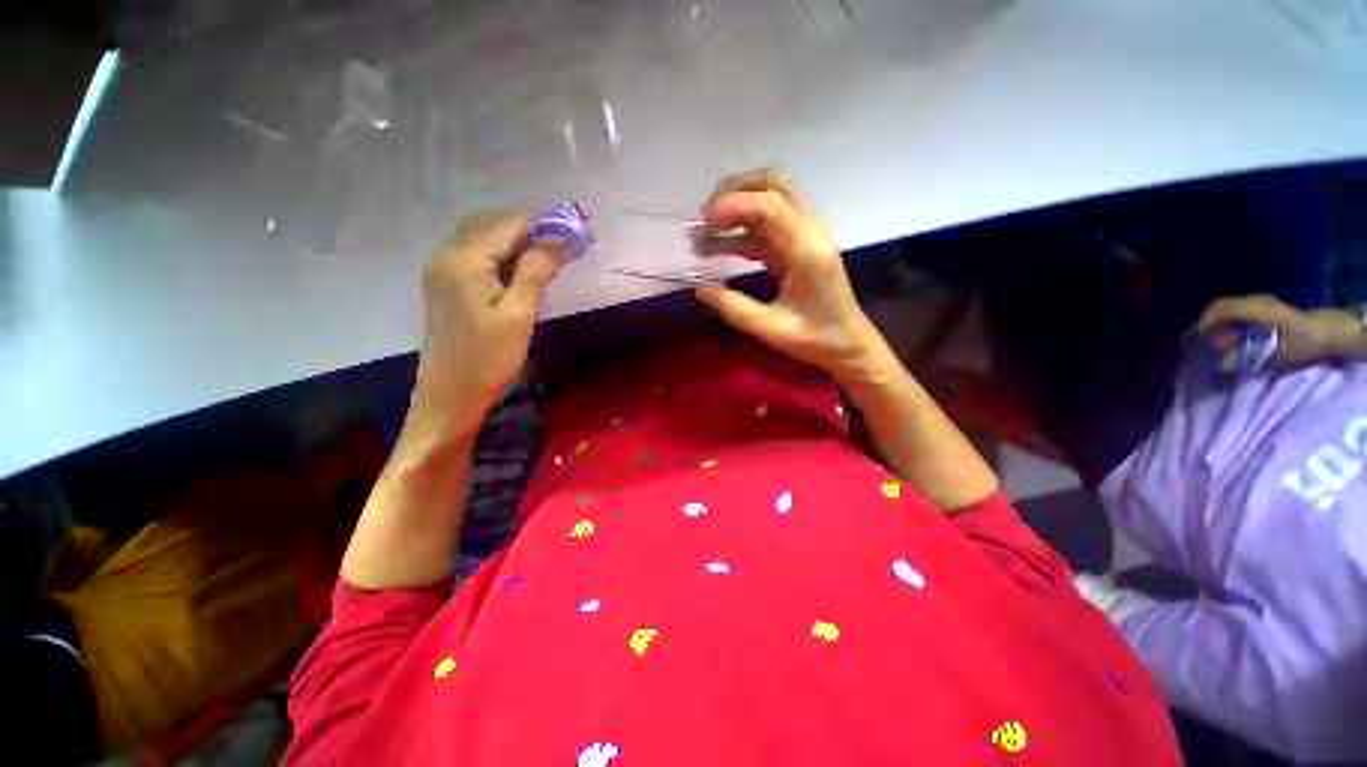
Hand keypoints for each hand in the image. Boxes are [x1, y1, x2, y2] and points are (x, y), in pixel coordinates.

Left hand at [409, 211, 563, 439]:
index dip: (544, 228)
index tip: (574, 242)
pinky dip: (505, 261)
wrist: (450, 395)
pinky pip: (480, 258)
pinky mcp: (448, 284)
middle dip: (532, 235)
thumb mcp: (519, 316)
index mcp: (465, 260)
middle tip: (563, 258)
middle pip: (496, 226)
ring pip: (488, 241)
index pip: (510, 224)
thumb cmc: (487, 359)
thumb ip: (535, 272)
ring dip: (520, 248)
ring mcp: (445, 269)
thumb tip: (558, 240)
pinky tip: (522, 280)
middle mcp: (448, 255)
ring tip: (547, 270)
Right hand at [691, 169, 881, 379]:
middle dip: (734, 192)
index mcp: (807, 251)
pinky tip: (719, 246)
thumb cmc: (815, 338)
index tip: (703, 225)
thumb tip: (700, 289)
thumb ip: (735, 309)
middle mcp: (810, 232)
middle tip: (705, 219)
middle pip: (774, 184)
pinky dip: (742, 228)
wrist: (847, 342)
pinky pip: (768, 224)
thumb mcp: (771, 330)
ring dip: (737, 206)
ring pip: (771, 197)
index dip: (732, 206)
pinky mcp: (799, 244)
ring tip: (705, 232)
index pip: (769, 205)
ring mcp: (806, 235)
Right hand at [1196, 294, 1344, 367]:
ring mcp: (1258, 300)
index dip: (1206, 322)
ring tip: (1214, 341)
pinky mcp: (1258, 305)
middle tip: (1201, 342)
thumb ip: (1249, 358)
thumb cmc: (1301, 343)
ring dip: (1216, 322)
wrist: (1324, 331)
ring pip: (1225, 307)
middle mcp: (1256, 300)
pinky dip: (1224, 320)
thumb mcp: (1278, 355)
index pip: (1223, 308)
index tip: (1197, 339)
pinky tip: (1227, 334)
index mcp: (1259, 309)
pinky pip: (1233, 309)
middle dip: (1206, 322)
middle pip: (1220, 305)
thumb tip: (1221, 364)